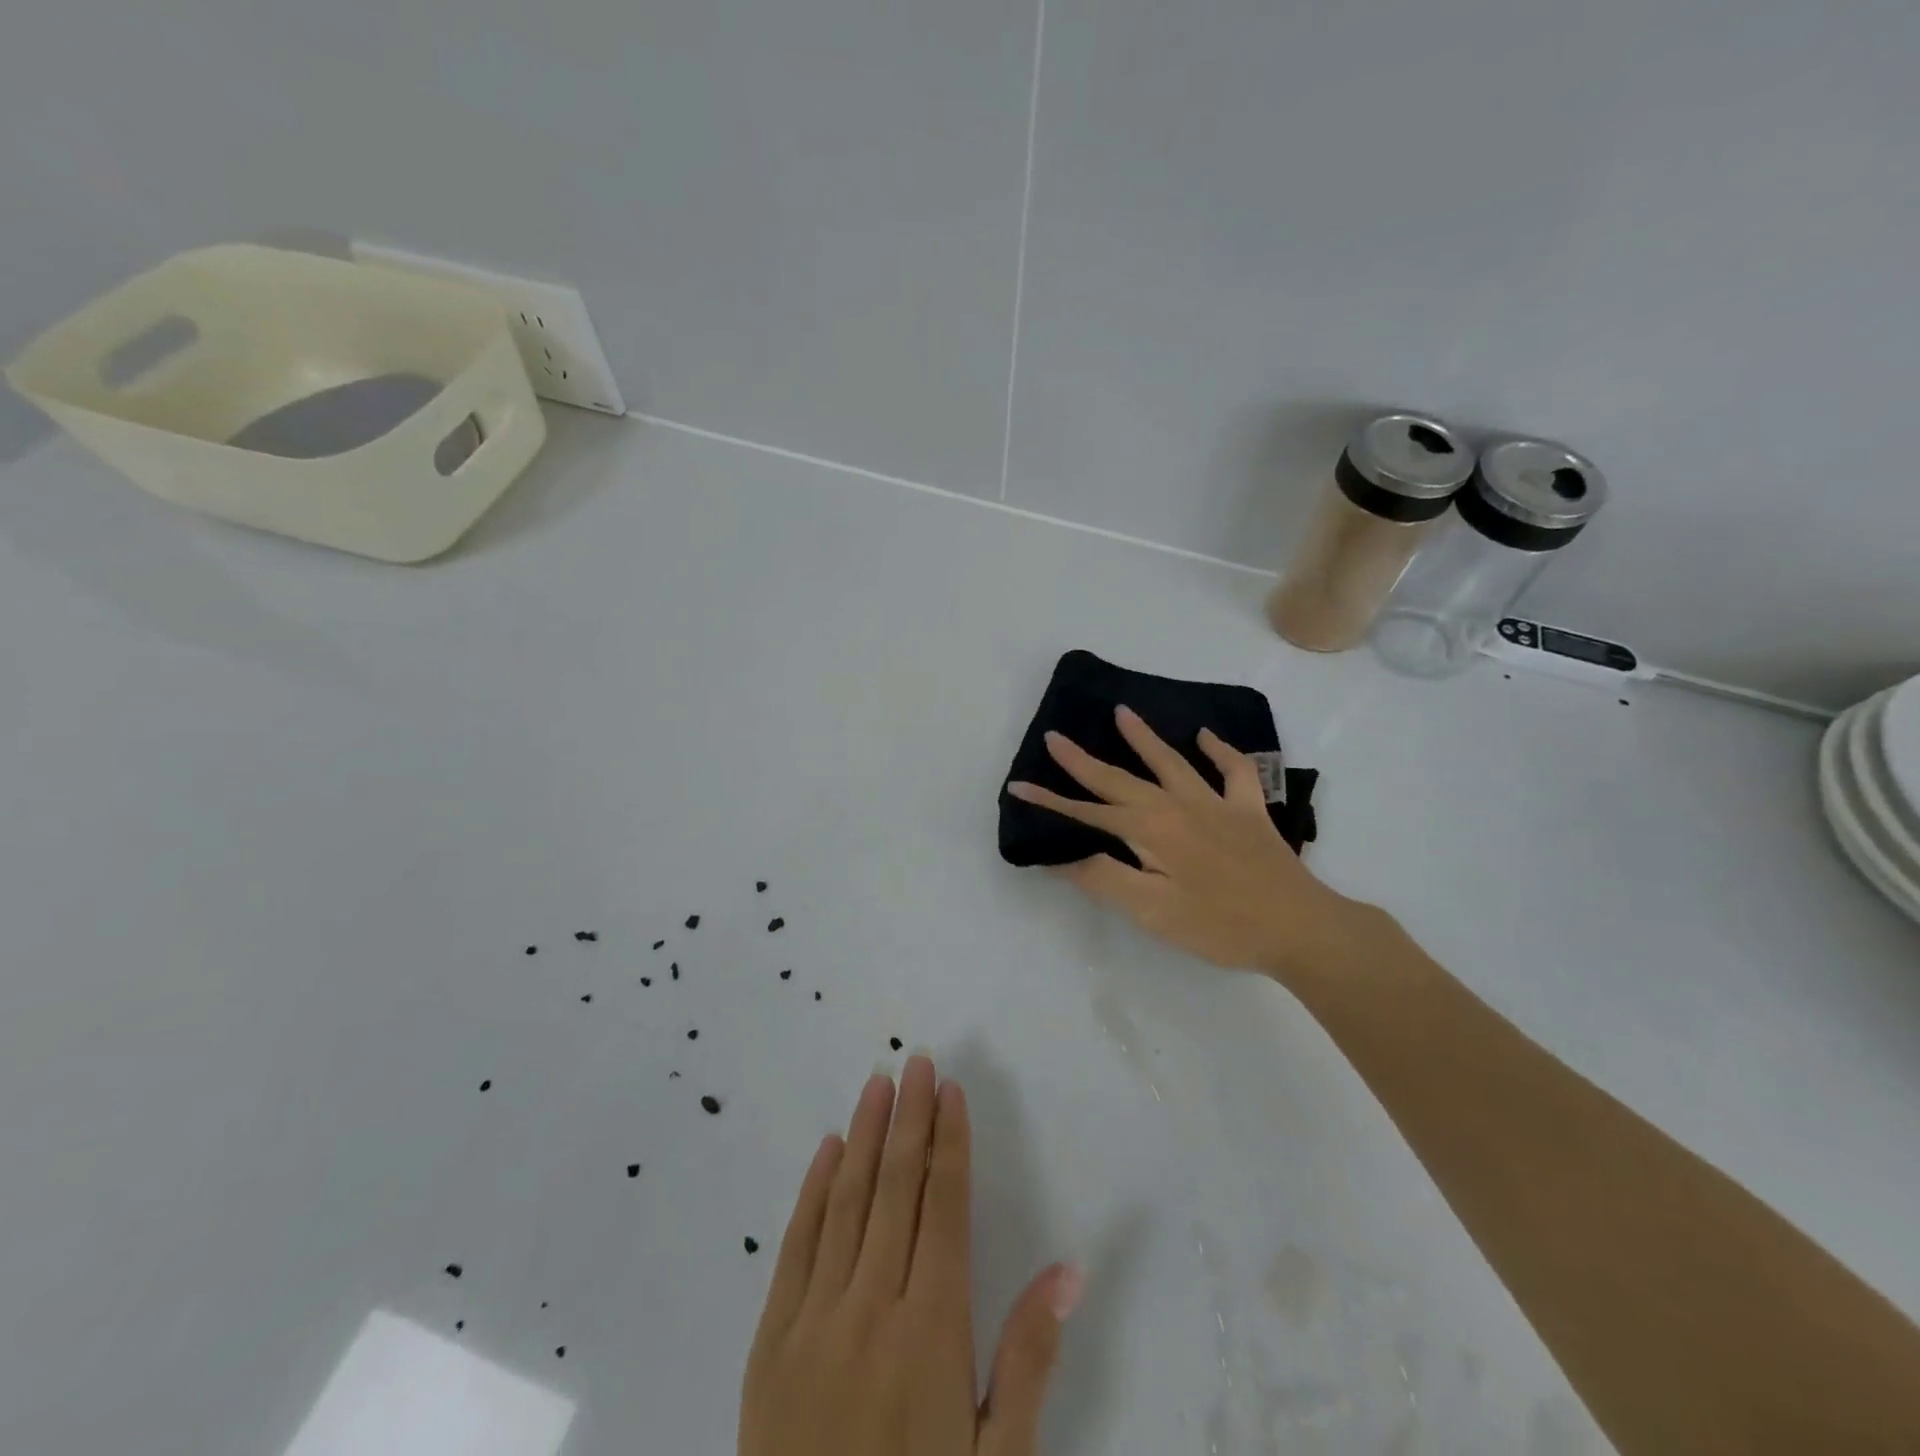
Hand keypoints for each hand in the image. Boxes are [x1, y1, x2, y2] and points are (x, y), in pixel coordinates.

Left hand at [740, 1056, 1081, 1455]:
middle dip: (909, 1118)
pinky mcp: (770, 1340)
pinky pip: (795, 1246)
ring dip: (865, 1136)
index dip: (948, 1142)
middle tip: (916, 1060)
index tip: (950, 1091)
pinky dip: (814, 1190)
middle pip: (895, 1188)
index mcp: (931, 1329)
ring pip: (846, 1201)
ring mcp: (813, 1319)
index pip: (943, 1207)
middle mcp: (870, 1306)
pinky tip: (828, 1149)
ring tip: (878, 1083)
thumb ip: (1029, 1361)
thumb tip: (1069, 1270)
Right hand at [1008, 705, 1371, 979]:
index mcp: (1150, 830)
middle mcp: (1177, 805)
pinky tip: (1206, 737)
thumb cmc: (1220, 925)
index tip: (1018, 786)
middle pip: (1120, 779)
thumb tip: (1062, 856)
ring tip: (1122, 713)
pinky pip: (1234, 771)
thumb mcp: (1152, 911)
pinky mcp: (1249, 811)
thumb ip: (1105, 878)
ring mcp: (1216, 803)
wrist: (1300, 927)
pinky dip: (1220, 751)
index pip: (1087, 812)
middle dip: (1082, 761)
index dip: (1051, 801)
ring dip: (1143, 738)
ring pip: (1171, 762)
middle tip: (1055, 737)